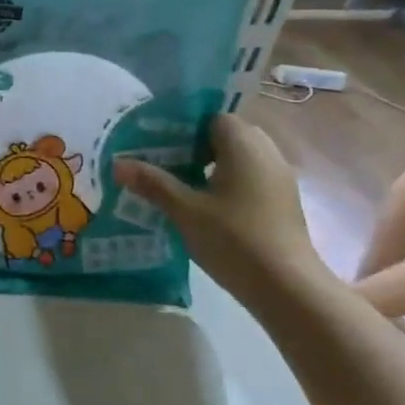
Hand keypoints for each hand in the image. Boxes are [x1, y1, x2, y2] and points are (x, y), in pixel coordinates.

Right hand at [113, 114, 332, 305]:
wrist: (287, 288)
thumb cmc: (234, 240)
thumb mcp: (185, 210)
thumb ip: (153, 183)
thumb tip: (117, 164)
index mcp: (245, 145)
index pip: (212, 116)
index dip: (184, 126)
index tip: (156, 141)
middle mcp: (267, 153)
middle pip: (227, 135)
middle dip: (195, 145)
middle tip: (162, 161)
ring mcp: (279, 178)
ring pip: (239, 157)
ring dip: (211, 164)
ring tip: (178, 182)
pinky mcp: (282, 201)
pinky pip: (250, 176)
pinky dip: (227, 181)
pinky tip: (204, 203)